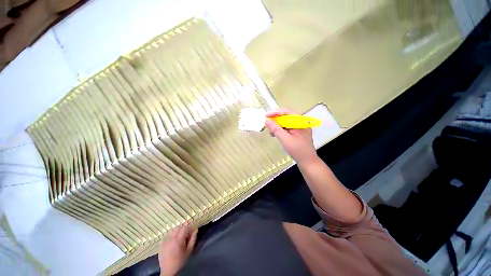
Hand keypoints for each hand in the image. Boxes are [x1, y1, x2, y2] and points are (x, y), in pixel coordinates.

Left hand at [158, 225, 197, 275]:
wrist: (168, 271)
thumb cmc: (180, 261)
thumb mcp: (189, 251)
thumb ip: (193, 239)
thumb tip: (196, 229)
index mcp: (178, 240)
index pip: (185, 227)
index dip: (189, 228)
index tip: (192, 233)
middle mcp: (170, 238)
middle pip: (178, 227)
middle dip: (184, 229)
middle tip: (186, 236)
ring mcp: (164, 241)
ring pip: (173, 230)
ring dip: (178, 232)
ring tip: (180, 239)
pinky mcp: (161, 243)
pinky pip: (168, 235)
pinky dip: (172, 235)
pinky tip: (173, 242)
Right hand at [265, 108, 317, 164]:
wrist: (307, 162)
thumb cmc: (297, 150)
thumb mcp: (285, 139)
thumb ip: (276, 129)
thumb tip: (267, 120)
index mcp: (300, 122)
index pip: (287, 112)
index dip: (275, 112)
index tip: (266, 116)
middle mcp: (301, 122)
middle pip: (287, 116)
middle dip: (276, 119)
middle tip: (267, 123)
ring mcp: (300, 128)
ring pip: (286, 122)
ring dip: (277, 125)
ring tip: (270, 131)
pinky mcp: (297, 133)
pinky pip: (287, 128)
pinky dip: (281, 130)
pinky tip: (275, 134)